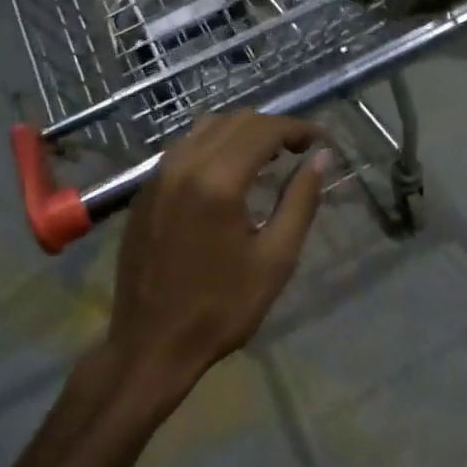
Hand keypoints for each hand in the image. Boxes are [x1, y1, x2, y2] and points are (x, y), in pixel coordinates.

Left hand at [107, 110, 329, 398]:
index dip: (297, 128)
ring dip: (241, 132)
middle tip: (300, 149)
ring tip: (268, 156)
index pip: (263, 130)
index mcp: (218, 182)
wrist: (151, 345)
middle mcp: (183, 166)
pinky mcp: (145, 192)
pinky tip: (229, 171)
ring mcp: (158, 177)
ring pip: (205, 128)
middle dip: (272, 127)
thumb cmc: (222, 307)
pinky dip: (213, 145)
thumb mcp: (275, 258)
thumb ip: (301, 200)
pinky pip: (183, 148)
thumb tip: (321, 157)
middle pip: (235, 122)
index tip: (320, 140)